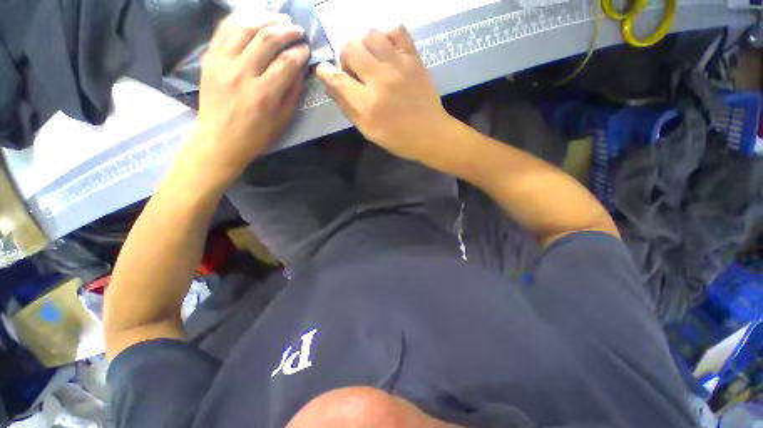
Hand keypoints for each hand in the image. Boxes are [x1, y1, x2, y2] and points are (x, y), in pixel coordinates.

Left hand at [188, 16, 309, 185]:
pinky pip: (223, 30)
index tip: (307, 49)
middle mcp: (242, 73)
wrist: (219, 141)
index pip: (287, 62)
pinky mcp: (209, 60)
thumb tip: (300, 69)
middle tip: (297, 30)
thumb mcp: (282, 121)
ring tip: (278, 19)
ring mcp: (222, 64)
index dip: (300, 52)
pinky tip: (253, 18)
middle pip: (267, 39)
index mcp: (264, 94)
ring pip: (244, 28)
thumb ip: (293, 93)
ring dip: (265, 20)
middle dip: (287, 31)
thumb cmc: (256, 136)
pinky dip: (240, 19)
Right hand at [315, 27, 455, 165]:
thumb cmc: (397, 138)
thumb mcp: (368, 131)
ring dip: (364, 46)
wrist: (430, 134)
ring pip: (370, 34)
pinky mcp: (414, 58)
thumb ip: (347, 108)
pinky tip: (387, 51)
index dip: (324, 72)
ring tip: (371, 61)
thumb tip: (330, 86)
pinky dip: (387, 35)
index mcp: (367, 104)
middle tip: (354, 72)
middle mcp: (380, 79)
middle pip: (349, 47)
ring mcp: (399, 65)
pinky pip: (397, 30)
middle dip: (345, 58)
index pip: (336, 78)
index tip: (323, 71)